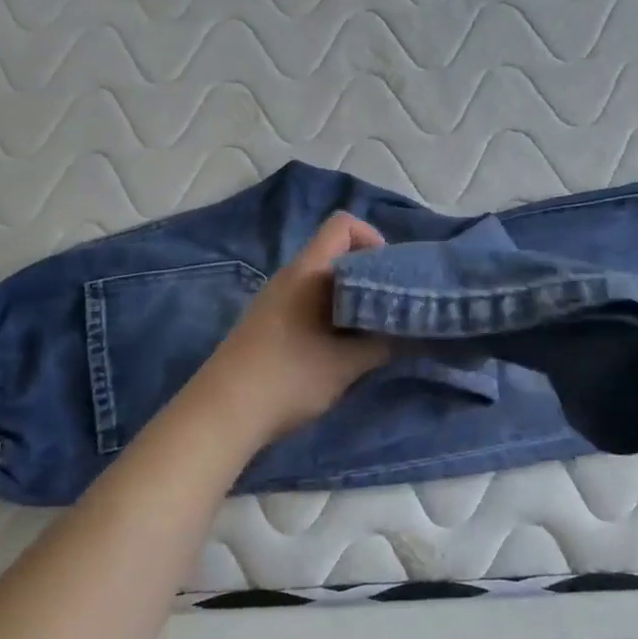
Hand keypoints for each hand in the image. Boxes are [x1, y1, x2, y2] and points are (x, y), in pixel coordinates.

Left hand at [186, 213, 391, 444]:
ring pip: (322, 280)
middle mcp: (290, 275)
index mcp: (307, 271)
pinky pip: (308, 300)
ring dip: (350, 298)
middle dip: (368, 274)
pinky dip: (331, 313)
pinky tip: (339, 348)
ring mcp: (275, 298)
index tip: (390, 275)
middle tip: (390, 307)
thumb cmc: (288, 377)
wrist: (222, 413)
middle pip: (335, 252)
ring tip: (370, 331)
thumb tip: (415, 332)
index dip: (373, 239)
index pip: (343, 225)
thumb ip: (384, 343)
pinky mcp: (268, 321)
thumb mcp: (346, 364)